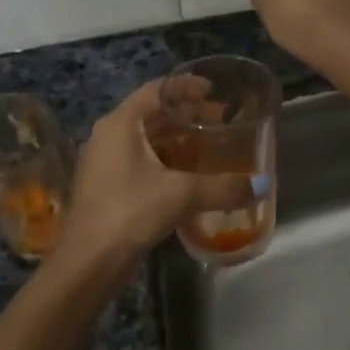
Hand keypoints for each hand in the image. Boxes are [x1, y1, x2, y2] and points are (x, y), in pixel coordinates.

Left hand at [53, 80, 258, 272]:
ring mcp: (104, 162)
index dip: (185, 87)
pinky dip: (165, 161)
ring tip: (209, 146)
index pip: (156, 91)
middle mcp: (108, 136)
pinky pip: (140, 162)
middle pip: (151, 114)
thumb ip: (222, 187)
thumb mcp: (181, 195)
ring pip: (145, 140)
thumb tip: (261, 185)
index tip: (213, 90)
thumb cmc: (130, 212)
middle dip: (186, 115)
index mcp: (120, 124)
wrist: (88, 262)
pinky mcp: (106, 187)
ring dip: (176, 140)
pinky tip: (188, 176)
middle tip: (219, 120)